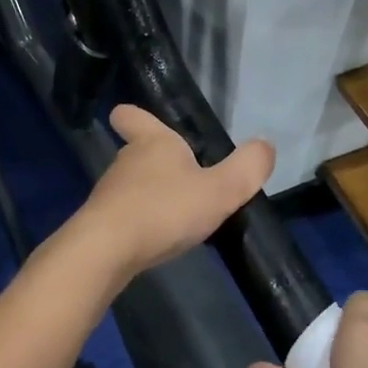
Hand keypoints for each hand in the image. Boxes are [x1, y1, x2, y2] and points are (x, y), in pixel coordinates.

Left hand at [74, 106, 273, 278]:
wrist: (107, 251)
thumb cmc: (164, 210)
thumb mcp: (219, 191)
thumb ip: (246, 169)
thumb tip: (265, 146)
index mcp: (153, 143)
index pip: (133, 116)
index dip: (134, 116)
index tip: (130, 117)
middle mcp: (126, 161)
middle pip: (138, 152)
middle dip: (157, 162)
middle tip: (184, 178)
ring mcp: (110, 193)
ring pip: (131, 185)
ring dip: (150, 195)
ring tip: (177, 215)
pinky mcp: (102, 223)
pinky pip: (125, 215)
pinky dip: (140, 222)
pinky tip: (157, 239)